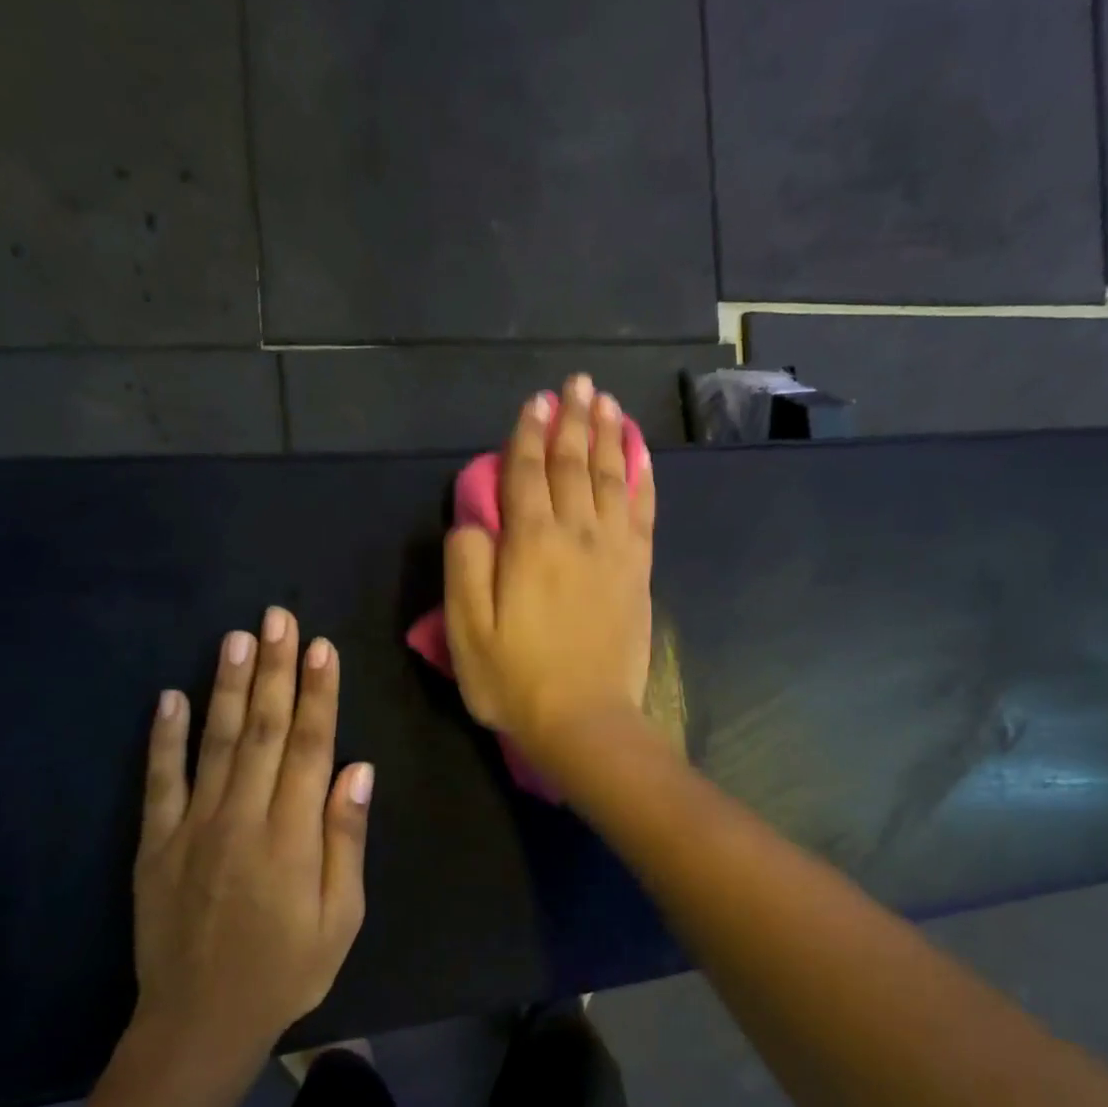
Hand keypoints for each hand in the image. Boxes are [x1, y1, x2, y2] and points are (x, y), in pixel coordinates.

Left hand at [130, 608, 374, 1059]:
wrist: (201, 1022)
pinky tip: (169, 697)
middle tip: (277, 618)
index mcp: (292, 835)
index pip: (310, 747)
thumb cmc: (287, 969)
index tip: (321, 648)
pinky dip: (163, 738)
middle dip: (274, 670)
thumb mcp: (341, 916)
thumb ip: (345, 839)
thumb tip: (357, 770)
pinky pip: (159, 781)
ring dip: (228, 687)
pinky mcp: (156, 844)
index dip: (318, 694)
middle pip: (264, 730)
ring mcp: (194, 827)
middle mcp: (243, 817)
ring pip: (215, 742)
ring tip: (236, 638)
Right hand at [445, 373, 654, 758]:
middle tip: (576, 384)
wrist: (585, 721)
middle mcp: (576, 535)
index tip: (535, 402)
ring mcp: (614, 553)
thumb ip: (465, 567)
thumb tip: (473, 521)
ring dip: (608, 437)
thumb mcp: (467, 632)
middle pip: (574, 466)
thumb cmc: (516, 681)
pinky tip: (641, 458)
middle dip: (572, 422)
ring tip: (606, 403)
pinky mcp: (638, 573)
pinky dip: (642, 480)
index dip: (528, 436)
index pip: (527, 475)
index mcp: (530, 545)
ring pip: (612, 480)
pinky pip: (642, 513)